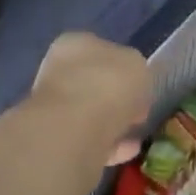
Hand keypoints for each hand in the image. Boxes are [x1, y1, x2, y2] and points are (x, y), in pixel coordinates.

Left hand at [32, 31, 151, 164]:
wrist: (75, 128)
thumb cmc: (108, 83)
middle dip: (115, 98)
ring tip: (136, 134)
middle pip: (93, 83)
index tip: (141, 86)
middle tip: (138, 112)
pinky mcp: (57, 140)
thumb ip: (135, 72)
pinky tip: (128, 150)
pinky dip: (109, 144)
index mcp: (74, 44)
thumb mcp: (138, 66)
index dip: (124, 68)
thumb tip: (131, 87)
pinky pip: (90, 139)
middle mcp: (59, 71)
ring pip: (90, 113)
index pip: (101, 50)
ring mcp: (54, 107)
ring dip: (112, 122)